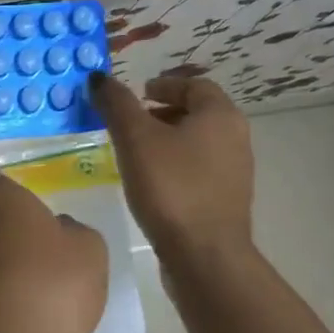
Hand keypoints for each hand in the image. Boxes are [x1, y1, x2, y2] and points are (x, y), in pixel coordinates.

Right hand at [90, 71, 254, 258]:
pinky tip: (151, 184)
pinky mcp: (225, 199)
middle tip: (130, 123)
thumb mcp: (135, 139)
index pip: (194, 85)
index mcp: (220, 115)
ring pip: (197, 143)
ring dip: (168, 141)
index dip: (163, 86)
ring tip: (134, 154)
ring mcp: (234, 171)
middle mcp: (235, 137)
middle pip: (197, 113)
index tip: (137, 95)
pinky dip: (175, 166)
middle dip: (163, 113)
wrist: (204, 254)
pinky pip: (198, 170)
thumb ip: (116, 105)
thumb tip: (98, 77)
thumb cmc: (171, 188)